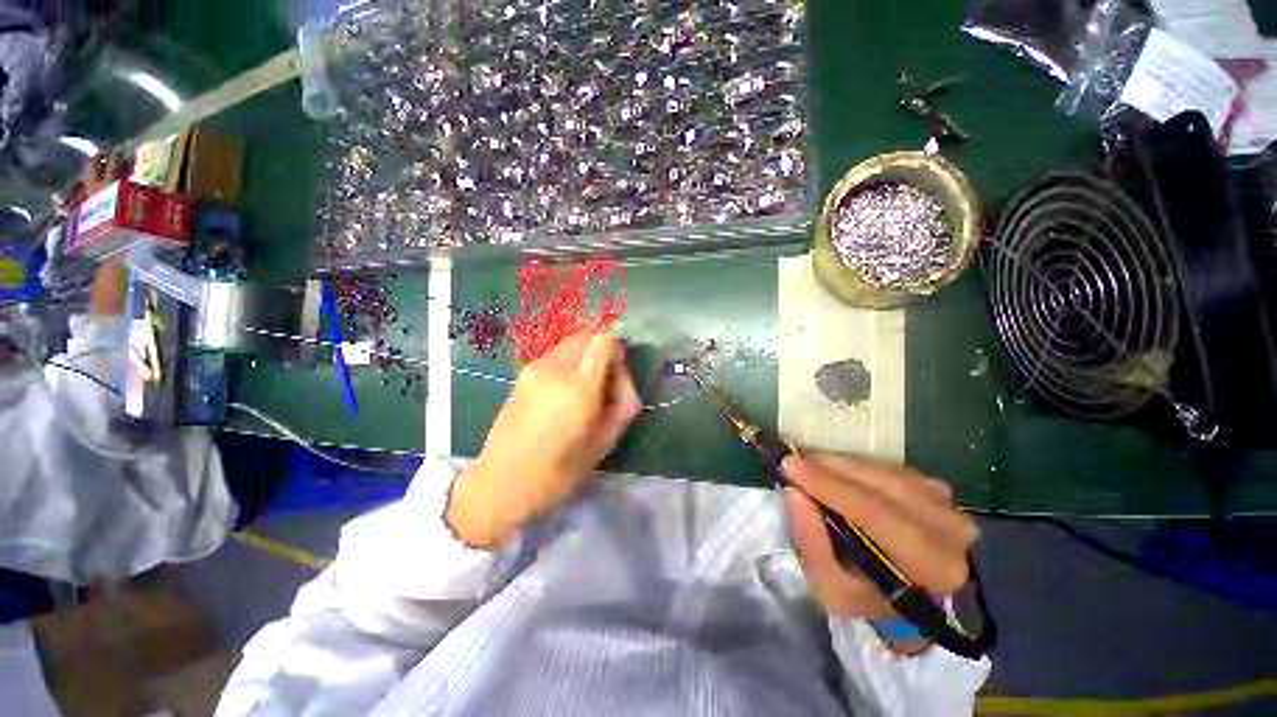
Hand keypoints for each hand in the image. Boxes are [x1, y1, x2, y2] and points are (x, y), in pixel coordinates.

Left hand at [446, 332, 641, 548]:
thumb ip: (623, 407)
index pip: (604, 341)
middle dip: (601, 352)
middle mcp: (555, 369)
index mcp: (579, 387)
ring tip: (582, 392)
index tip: (617, 377)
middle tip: (603, 384)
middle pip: (586, 336)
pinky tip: (562, 396)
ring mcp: (533, 369)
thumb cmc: (557, 473)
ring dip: (583, 358)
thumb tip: (625, 383)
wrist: (500, 484)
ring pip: (569, 345)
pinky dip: (567, 364)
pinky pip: (554, 357)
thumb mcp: (604, 444)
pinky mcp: (521, 375)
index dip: (617, 352)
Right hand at [782, 453, 976, 620]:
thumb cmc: (866, 595)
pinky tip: (833, 469)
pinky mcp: (937, 488)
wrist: (906, 592)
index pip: (877, 515)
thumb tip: (793, 493)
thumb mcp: (830, 587)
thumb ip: (811, 543)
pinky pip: (889, 467)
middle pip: (883, 485)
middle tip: (793, 460)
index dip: (831, 486)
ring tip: (807, 463)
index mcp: (931, 567)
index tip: (790, 465)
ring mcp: (947, 505)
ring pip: (885, 471)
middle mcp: (951, 531)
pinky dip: (856, 464)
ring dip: (841, 463)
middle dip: (831, 469)